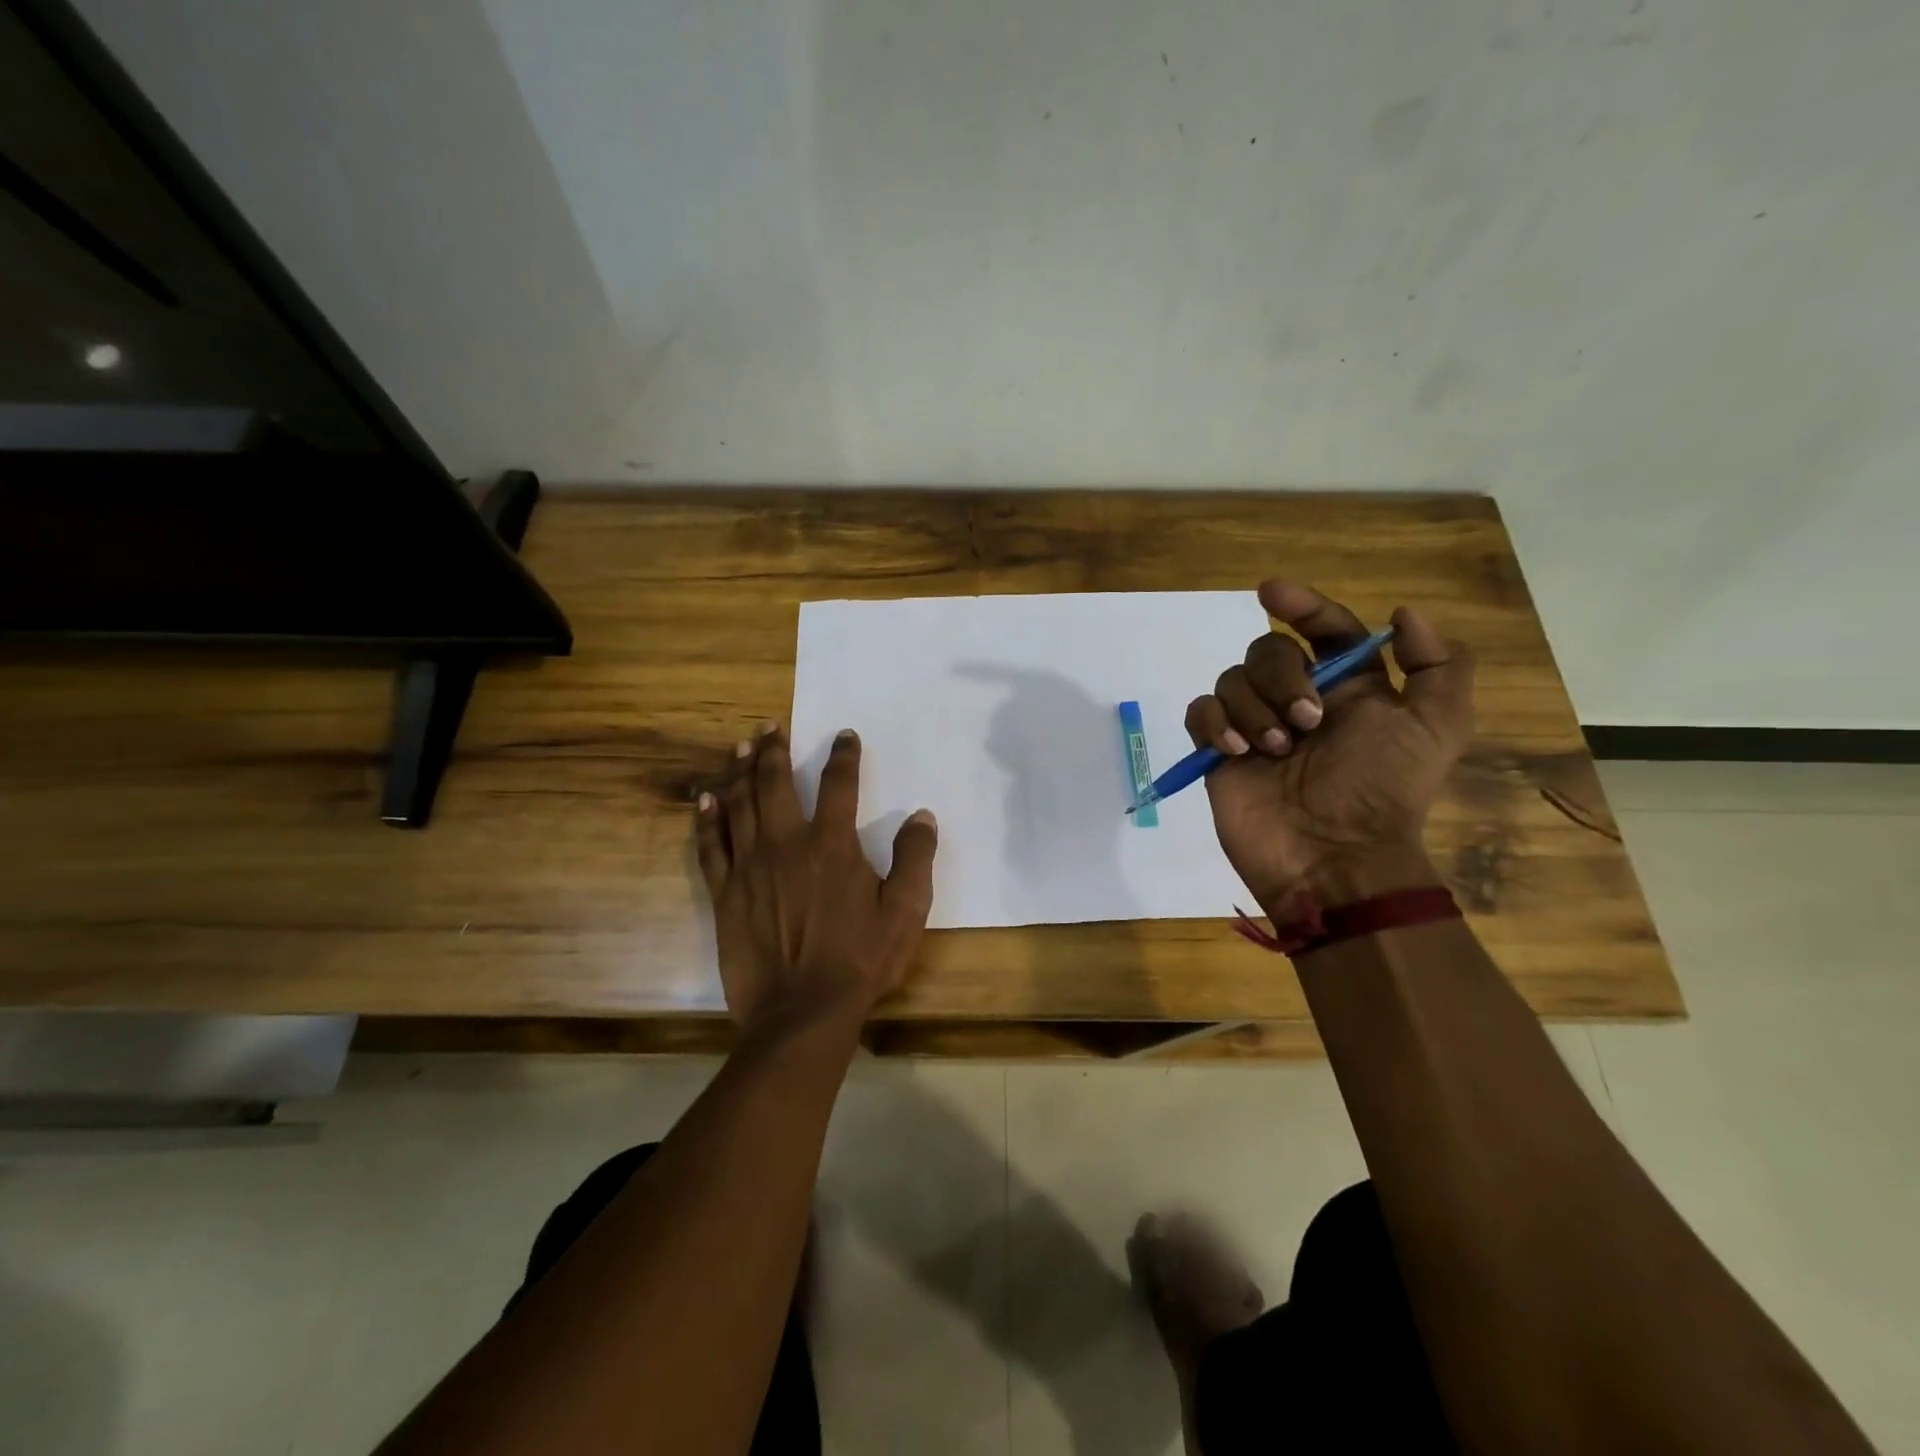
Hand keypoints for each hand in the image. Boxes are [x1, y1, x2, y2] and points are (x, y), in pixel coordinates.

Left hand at [696, 723, 937, 1034]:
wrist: (802, 1013)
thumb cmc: (860, 961)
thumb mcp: (905, 912)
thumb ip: (915, 859)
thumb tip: (921, 817)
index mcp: (832, 845)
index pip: (839, 784)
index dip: (844, 755)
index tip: (845, 736)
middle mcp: (786, 844)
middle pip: (774, 783)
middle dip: (773, 750)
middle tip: (770, 726)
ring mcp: (750, 868)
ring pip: (739, 804)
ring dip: (739, 771)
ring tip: (740, 746)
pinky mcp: (725, 894)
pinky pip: (711, 846)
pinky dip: (707, 819)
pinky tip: (704, 799)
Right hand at [1185, 581, 1474, 909]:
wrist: (1332, 859)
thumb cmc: (1383, 791)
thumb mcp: (1437, 727)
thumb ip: (1439, 664)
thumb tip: (1401, 614)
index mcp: (1349, 688)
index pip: (1324, 629)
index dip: (1303, 605)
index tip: (1272, 593)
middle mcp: (1298, 699)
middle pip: (1268, 650)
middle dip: (1282, 677)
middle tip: (1307, 722)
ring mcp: (1256, 726)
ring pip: (1232, 679)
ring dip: (1254, 709)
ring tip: (1274, 751)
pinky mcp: (1219, 752)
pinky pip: (1201, 712)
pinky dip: (1215, 724)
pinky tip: (1236, 752)